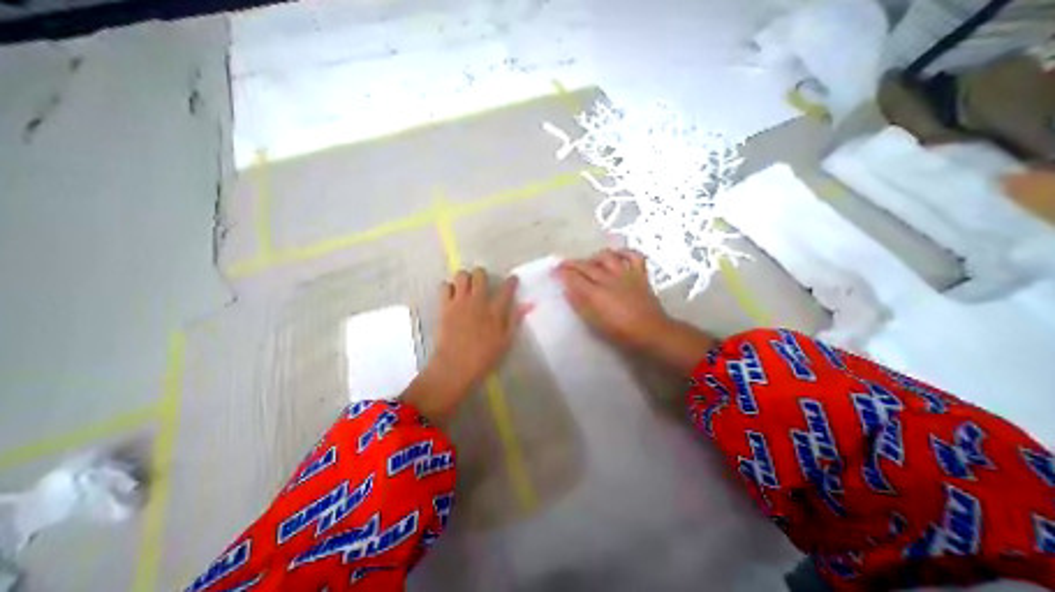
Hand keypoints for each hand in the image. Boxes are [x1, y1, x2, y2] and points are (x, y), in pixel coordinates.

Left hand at [403, 268, 520, 424]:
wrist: (455, 366)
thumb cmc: (484, 357)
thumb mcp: (505, 341)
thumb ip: (515, 320)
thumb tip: (528, 305)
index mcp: (495, 311)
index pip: (506, 288)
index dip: (511, 281)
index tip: (512, 279)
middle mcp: (478, 301)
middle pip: (480, 274)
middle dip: (482, 275)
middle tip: (482, 283)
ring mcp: (460, 302)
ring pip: (461, 275)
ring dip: (464, 279)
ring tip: (465, 288)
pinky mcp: (444, 306)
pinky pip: (444, 286)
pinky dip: (449, 288)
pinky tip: (452, 296)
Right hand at [555, 249, 720, 373]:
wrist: (651, 333)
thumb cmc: (620, 333)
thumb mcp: (593, 322)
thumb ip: (579, 304)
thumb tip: (568, 289)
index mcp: (596, 294)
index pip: (574, 277)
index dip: (562, 273)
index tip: (554, 271)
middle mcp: (609, 279)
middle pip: (587, 266)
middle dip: (572, 263)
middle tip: (563, 265)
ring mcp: (626, 274)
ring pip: (607, 256)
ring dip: (594, 257)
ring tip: (588, 262)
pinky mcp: (639, 274)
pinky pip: (633, 256)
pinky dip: (624, 252)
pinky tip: (616, 255)